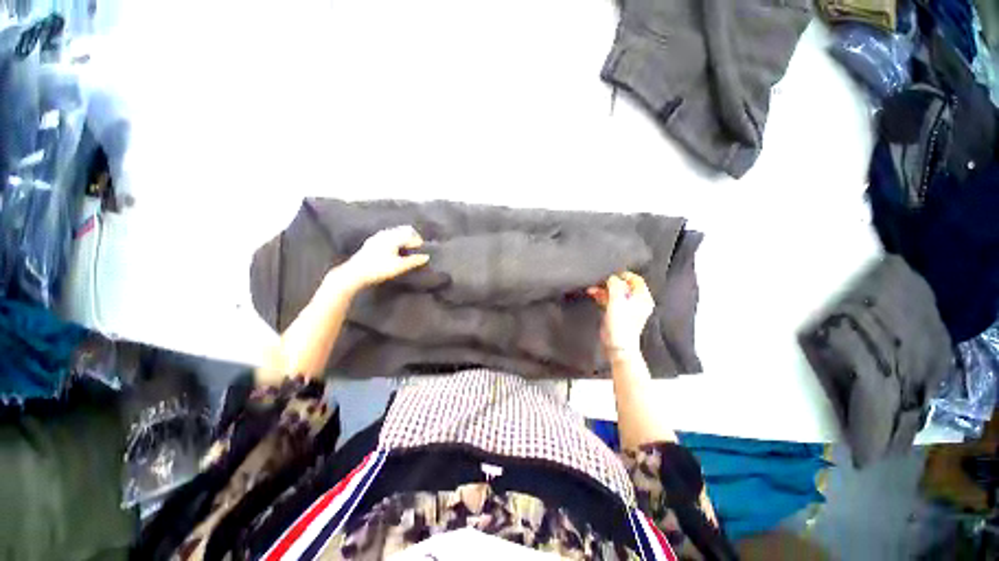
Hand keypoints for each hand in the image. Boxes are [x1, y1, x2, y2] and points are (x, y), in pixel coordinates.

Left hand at [338, 225, 428, 289]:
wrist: (355, 273)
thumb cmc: (379, 269)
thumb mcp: (399, 266)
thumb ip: (414, 260)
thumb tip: (426, 257)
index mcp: (393, 237)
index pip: (410, 233)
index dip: (418, 240)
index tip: (422, 249)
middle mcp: (385, 234)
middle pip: (402, 230)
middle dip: (411, 237)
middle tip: (416, 248)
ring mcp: (376, 237)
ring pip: (394, 233)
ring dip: (403, 239)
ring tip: (406, 250)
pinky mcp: (371, 243)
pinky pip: (387, 237)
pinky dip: (395, 241)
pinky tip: (394, 251)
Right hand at [587, 272, 653, 356]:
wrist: (617, 346)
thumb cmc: (621, 323)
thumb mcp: (618, 301)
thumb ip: (615, 286)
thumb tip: (611, 278)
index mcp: (642, 298)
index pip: (636, 280)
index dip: (624, 275)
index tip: (611, 274)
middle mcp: (636, 301)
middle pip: (624, 286)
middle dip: (610, 282)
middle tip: (599, 281)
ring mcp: (626, 308)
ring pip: (614, 293)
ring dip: (603, 289)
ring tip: (592, 288)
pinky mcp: (617, 314)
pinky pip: (609, 300)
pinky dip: (602, 296)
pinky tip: (592, 294)